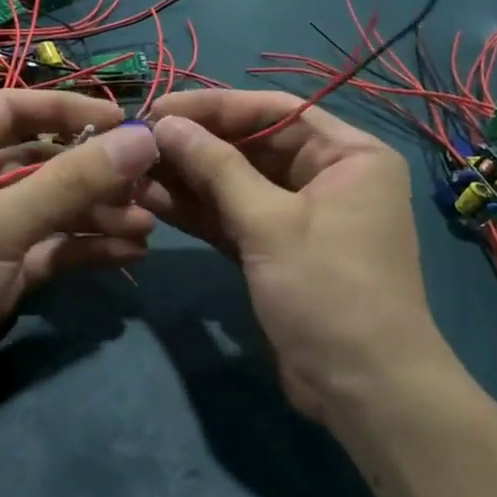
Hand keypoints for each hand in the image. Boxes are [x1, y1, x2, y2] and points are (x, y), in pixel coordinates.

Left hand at [0, 91, 159, 424]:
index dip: (69, 110)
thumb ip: (70, 182)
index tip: (125, 121)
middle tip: (147, 183)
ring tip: (146, 224)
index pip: (13, 110)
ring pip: (50, 209)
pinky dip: (85, 248)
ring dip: (96, 213)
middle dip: (92, 173)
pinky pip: (50, 249)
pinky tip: (129, 253)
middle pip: (40, 162)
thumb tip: (142, 138)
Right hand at [142, 90, 453, 424]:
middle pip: (252, 145)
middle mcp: (327, 177)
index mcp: (348, 155)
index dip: (214, 107)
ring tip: (134, 169)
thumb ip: (216, 169)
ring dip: (188, 178)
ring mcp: (299, 216)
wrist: (361, 389)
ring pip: (236, 184)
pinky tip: (152, 199)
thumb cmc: (328, 291)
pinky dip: (198, 210)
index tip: (159, 107)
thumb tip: (165, 124)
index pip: (275, 111)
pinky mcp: (275, 250)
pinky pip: (233, 218)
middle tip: (138, 141)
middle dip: (196, 144)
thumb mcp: (270, 223)